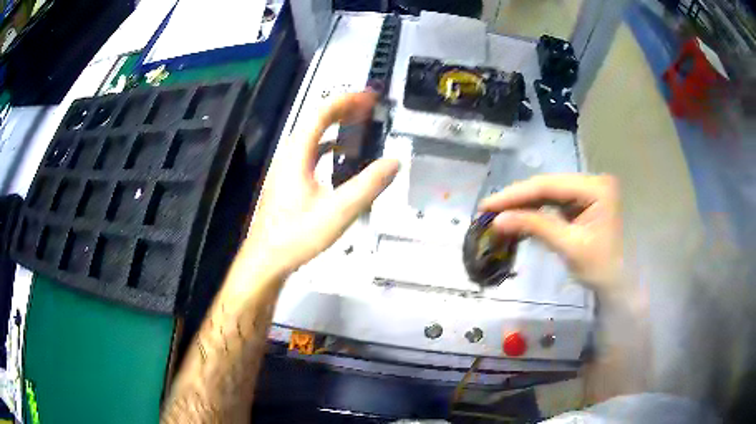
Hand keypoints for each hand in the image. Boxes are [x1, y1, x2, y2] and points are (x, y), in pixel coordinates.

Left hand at [240, 92, 398, 280]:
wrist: (267, 258)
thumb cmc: (297, 235)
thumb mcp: (338, 211)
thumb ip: (368, 185)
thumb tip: (394, 162)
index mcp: (298, 153)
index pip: (323, 112)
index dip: (348, 100)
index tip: (371, 96)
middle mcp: (290, 154)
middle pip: (317, 119)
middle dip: (345, 108)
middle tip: (370, 107)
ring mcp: (287, 167)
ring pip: (313, 135)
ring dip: (337, 125)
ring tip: (360, 123)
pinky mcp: (289, 180)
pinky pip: (311, 151)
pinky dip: (329, 144)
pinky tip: (341, 155)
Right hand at [479, 174, 622, 291]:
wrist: (621, 284)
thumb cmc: (603, 268)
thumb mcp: (569, 247)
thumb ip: (535, 227)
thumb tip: (498, 219)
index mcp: (596, 187)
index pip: (549, 186)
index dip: (516, 195)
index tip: (488, 204)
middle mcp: (592, 181)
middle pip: (548, 186)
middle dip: (518, 199)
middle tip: (488, 208)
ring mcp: (588, 191)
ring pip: (549, 194)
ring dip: (524, 205)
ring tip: (498, 212)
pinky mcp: (583, 203)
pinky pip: (555, 204)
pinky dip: (536, 212)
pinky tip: (519, 218)